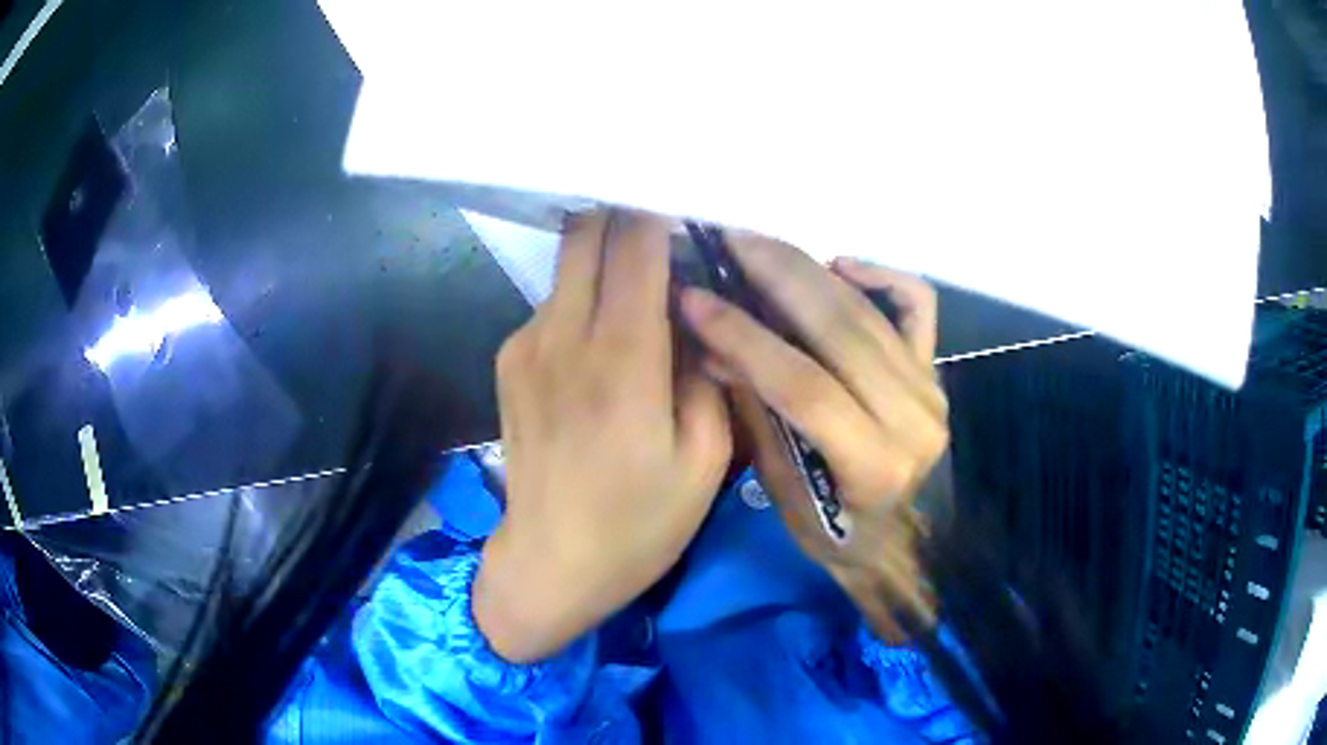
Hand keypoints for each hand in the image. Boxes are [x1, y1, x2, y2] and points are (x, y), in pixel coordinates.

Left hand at [475, 211, 731, 662]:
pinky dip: (586, 302)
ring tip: (647, 300)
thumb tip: (697, 316)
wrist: (549, 564)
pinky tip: (607, 347)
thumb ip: (708, 372)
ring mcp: (526, 345)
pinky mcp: (509, 360)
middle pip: (588, 233)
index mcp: (621, 359)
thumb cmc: (638, 524)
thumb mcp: (705, 459)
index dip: (662, 212)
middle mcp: (563, 335)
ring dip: (609, 263)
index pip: (635, 244)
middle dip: (629, 219)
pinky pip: (555, 305)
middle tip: (671, 238)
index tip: (689, 204)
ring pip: (570, 264)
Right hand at [680, 233, 947, 641]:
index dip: (746, 337)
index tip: (696, 298)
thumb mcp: (784, 492)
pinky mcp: (935, 368)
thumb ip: (757, 414)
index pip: (803, 385)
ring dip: (809, 269)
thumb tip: (715, 348)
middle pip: (841, 331)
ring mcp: (930, 387)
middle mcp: (912, 419)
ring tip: (760, 244)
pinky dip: (879, 273)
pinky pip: (914, 303)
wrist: (901, 539)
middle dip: (777, 276)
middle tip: (729, 239)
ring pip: (868, 311)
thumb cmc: (836, 533)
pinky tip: (837, 264)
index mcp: (874, 465)